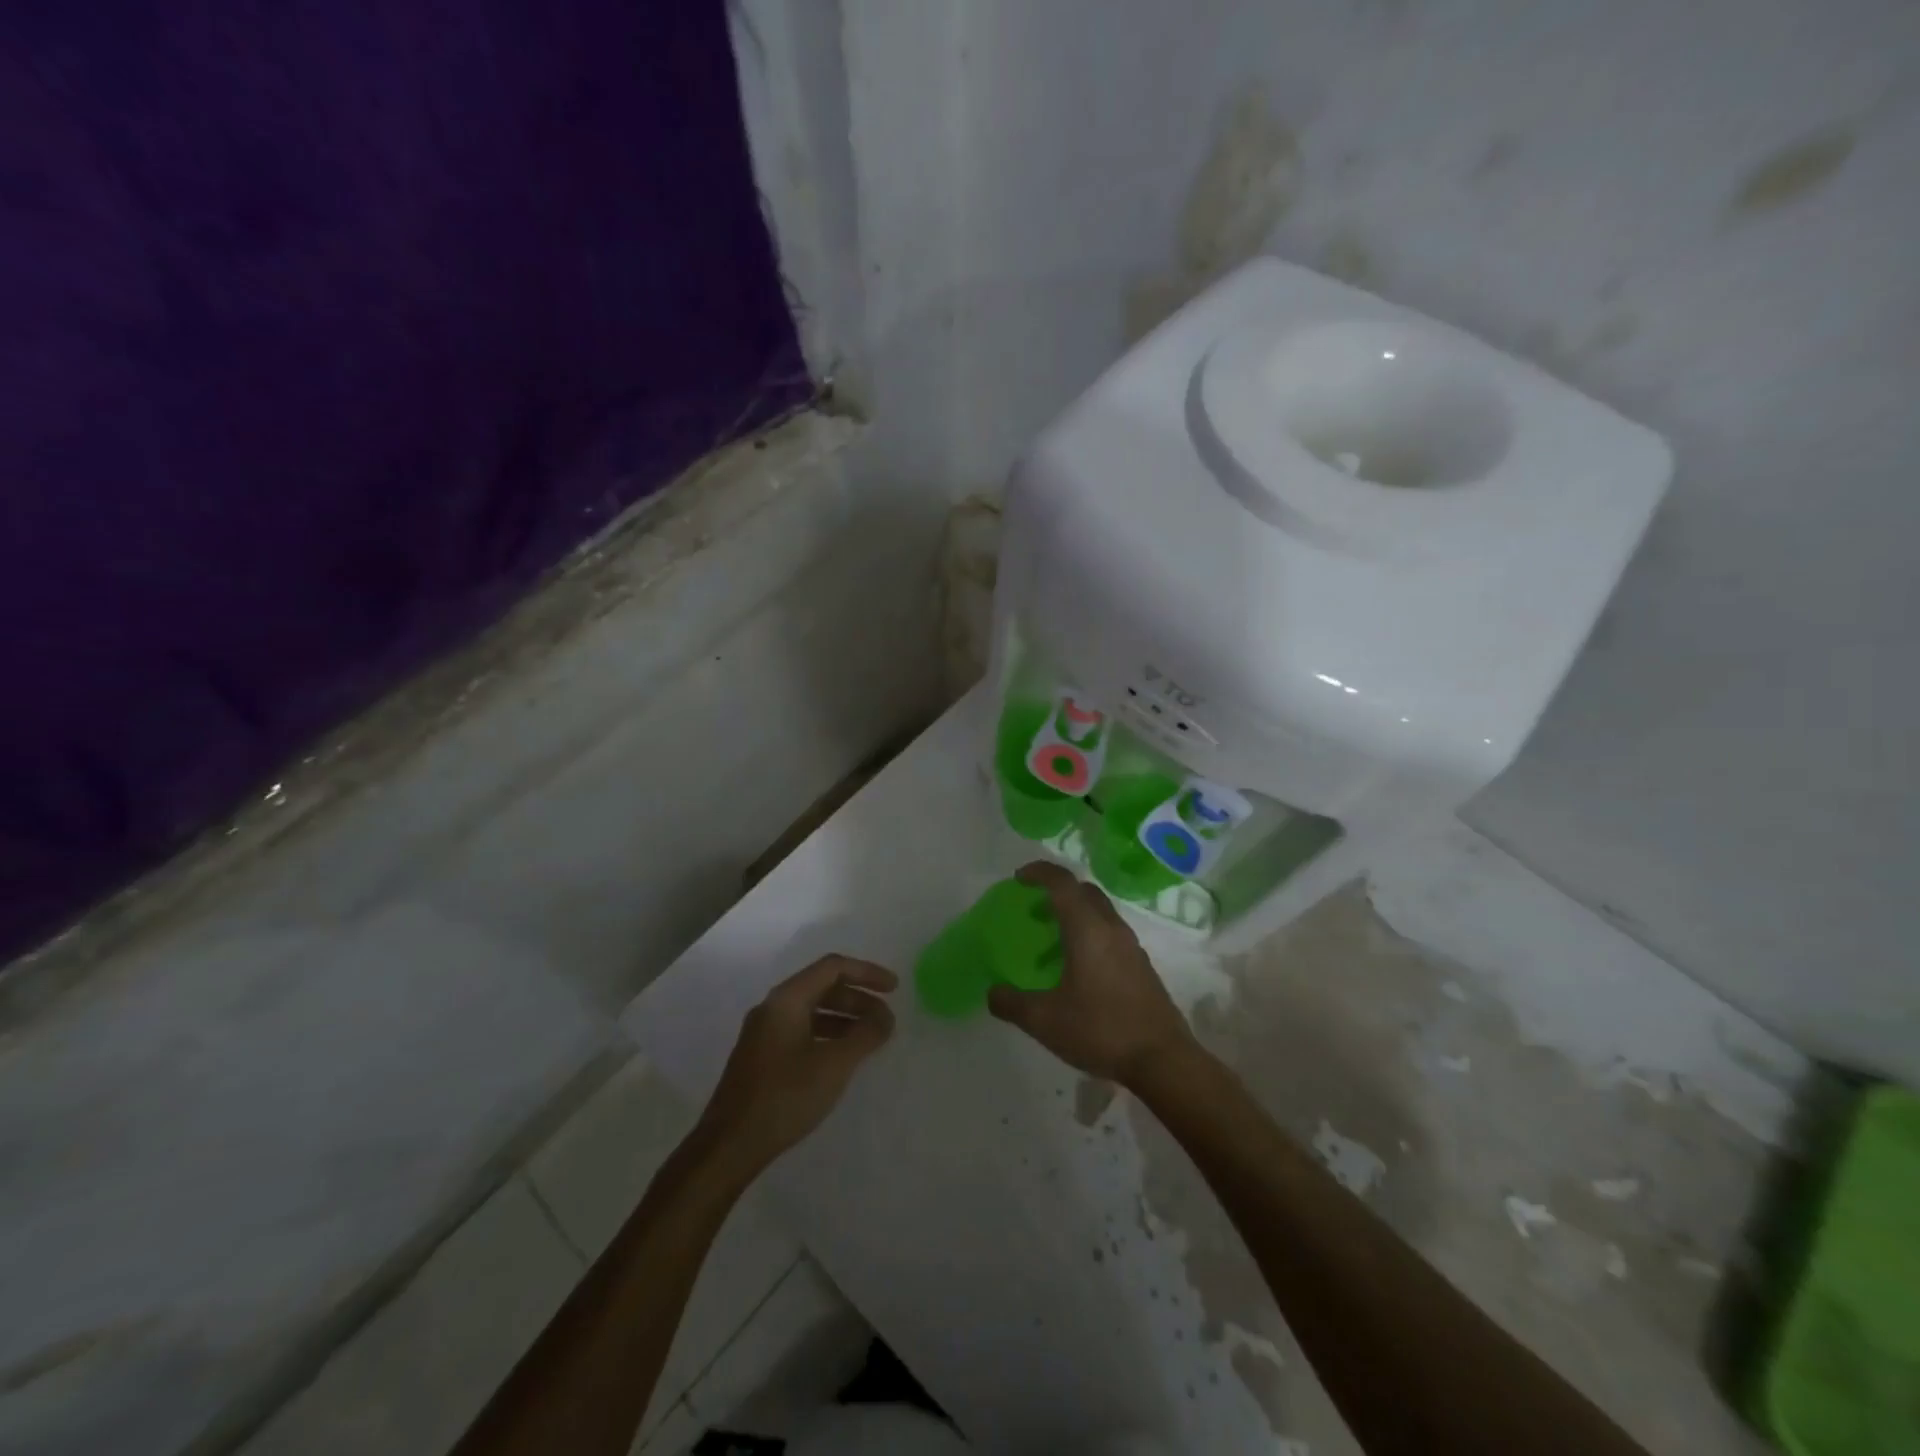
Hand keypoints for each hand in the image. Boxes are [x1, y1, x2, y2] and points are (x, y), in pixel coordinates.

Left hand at [696, 955, 897, 1174]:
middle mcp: (773, 1007)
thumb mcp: (834, 1065)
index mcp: (786, 999)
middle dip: (858, 999)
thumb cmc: (784, 1097)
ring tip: (871, 1039)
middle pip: (823, 987)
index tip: (895, 988)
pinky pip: (802, 1031)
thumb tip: (885, 1017)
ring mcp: (764, 1033)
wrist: (729, 1146)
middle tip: (886, 1020)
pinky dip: (828, 1035)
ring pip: (812, 1011)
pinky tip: (843, 1058)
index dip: (867, 973)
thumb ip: (865, 1035)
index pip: (833, 968)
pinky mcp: (762, 1057)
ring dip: (845, 1019)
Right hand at [987, 862, 1196, 1086]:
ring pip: (1100, 912)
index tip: (1018, 879)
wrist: (1162, 1060)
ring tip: (1052, 943)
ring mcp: (1131, 946)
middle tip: (1034, 910)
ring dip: (1075, 915)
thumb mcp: (1045, 1020)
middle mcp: (1112, 928)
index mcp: (1088, 929)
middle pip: (1084, 891)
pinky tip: (1078, 970)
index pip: (1062, 883)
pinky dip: (1090, 934)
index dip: (1039, 872)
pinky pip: (1110, 933)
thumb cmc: (1101, 1030)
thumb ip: (1012, 1003)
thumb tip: (992, 993)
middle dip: (1057, 891)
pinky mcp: (1141, 965)